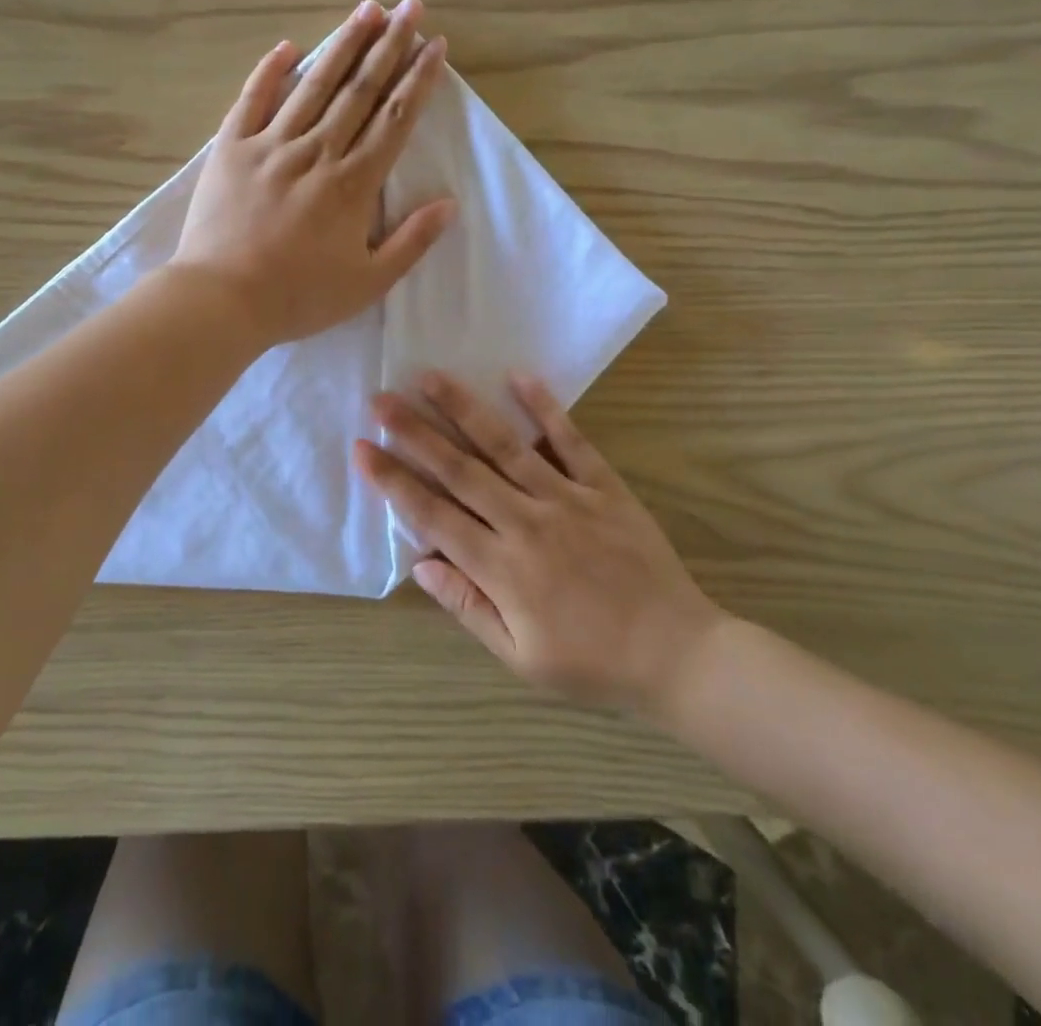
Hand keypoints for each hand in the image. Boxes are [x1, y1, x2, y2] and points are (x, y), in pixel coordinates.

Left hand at [171, 0, 455, 347]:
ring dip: (343, 45)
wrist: (222, 299)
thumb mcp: (368, 283)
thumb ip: (411, 242)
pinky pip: (253, 99)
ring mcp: (271, 145)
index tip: (436, 45)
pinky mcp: (231, 148)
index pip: (395, 119)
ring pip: (314, 85)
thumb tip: (449, 204)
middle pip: (360, 90)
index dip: (418, 80)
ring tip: (366, 9)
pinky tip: (289, 46)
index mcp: (353, 184)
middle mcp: (317, 152)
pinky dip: (271, 71)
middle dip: (389, 45)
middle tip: (410, 6)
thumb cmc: (299, 296)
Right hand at [356, 370, 726, 717]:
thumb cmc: (592, 664)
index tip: (362, 448)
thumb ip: (468, 607)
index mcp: (502, 569)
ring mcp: (567, 499)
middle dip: (415, 432)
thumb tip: (420, 565)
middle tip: (380, 399)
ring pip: (505, 446)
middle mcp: (526, 524)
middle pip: (459, 470)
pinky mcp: (604, 486)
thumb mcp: (520, 658)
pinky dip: (545, 408)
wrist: (678, 654)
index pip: (433, 516)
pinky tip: (518, 376)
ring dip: (464, 409)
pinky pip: (571, 441)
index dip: (393, 481)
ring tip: (431, 377)